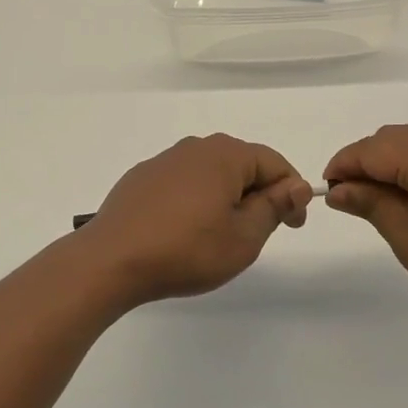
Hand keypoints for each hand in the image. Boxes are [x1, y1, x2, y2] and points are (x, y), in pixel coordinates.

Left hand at [81, 135, 312, 305]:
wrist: (112, 260)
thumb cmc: (187, 250)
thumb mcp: (243, 237)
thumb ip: (273, 207)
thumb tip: (296, 186)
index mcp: (225, 155)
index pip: (273, 163)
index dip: (291, 193)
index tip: (294, 225)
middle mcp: (195, 147)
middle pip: (241, 164)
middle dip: (258, 194)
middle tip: (260, 232)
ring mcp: (164, 161)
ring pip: (210, 173)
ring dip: (225, 197)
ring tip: (222, 234)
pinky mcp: (141, 178)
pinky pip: (182, 183)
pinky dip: (195, 200)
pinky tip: (186, 230)